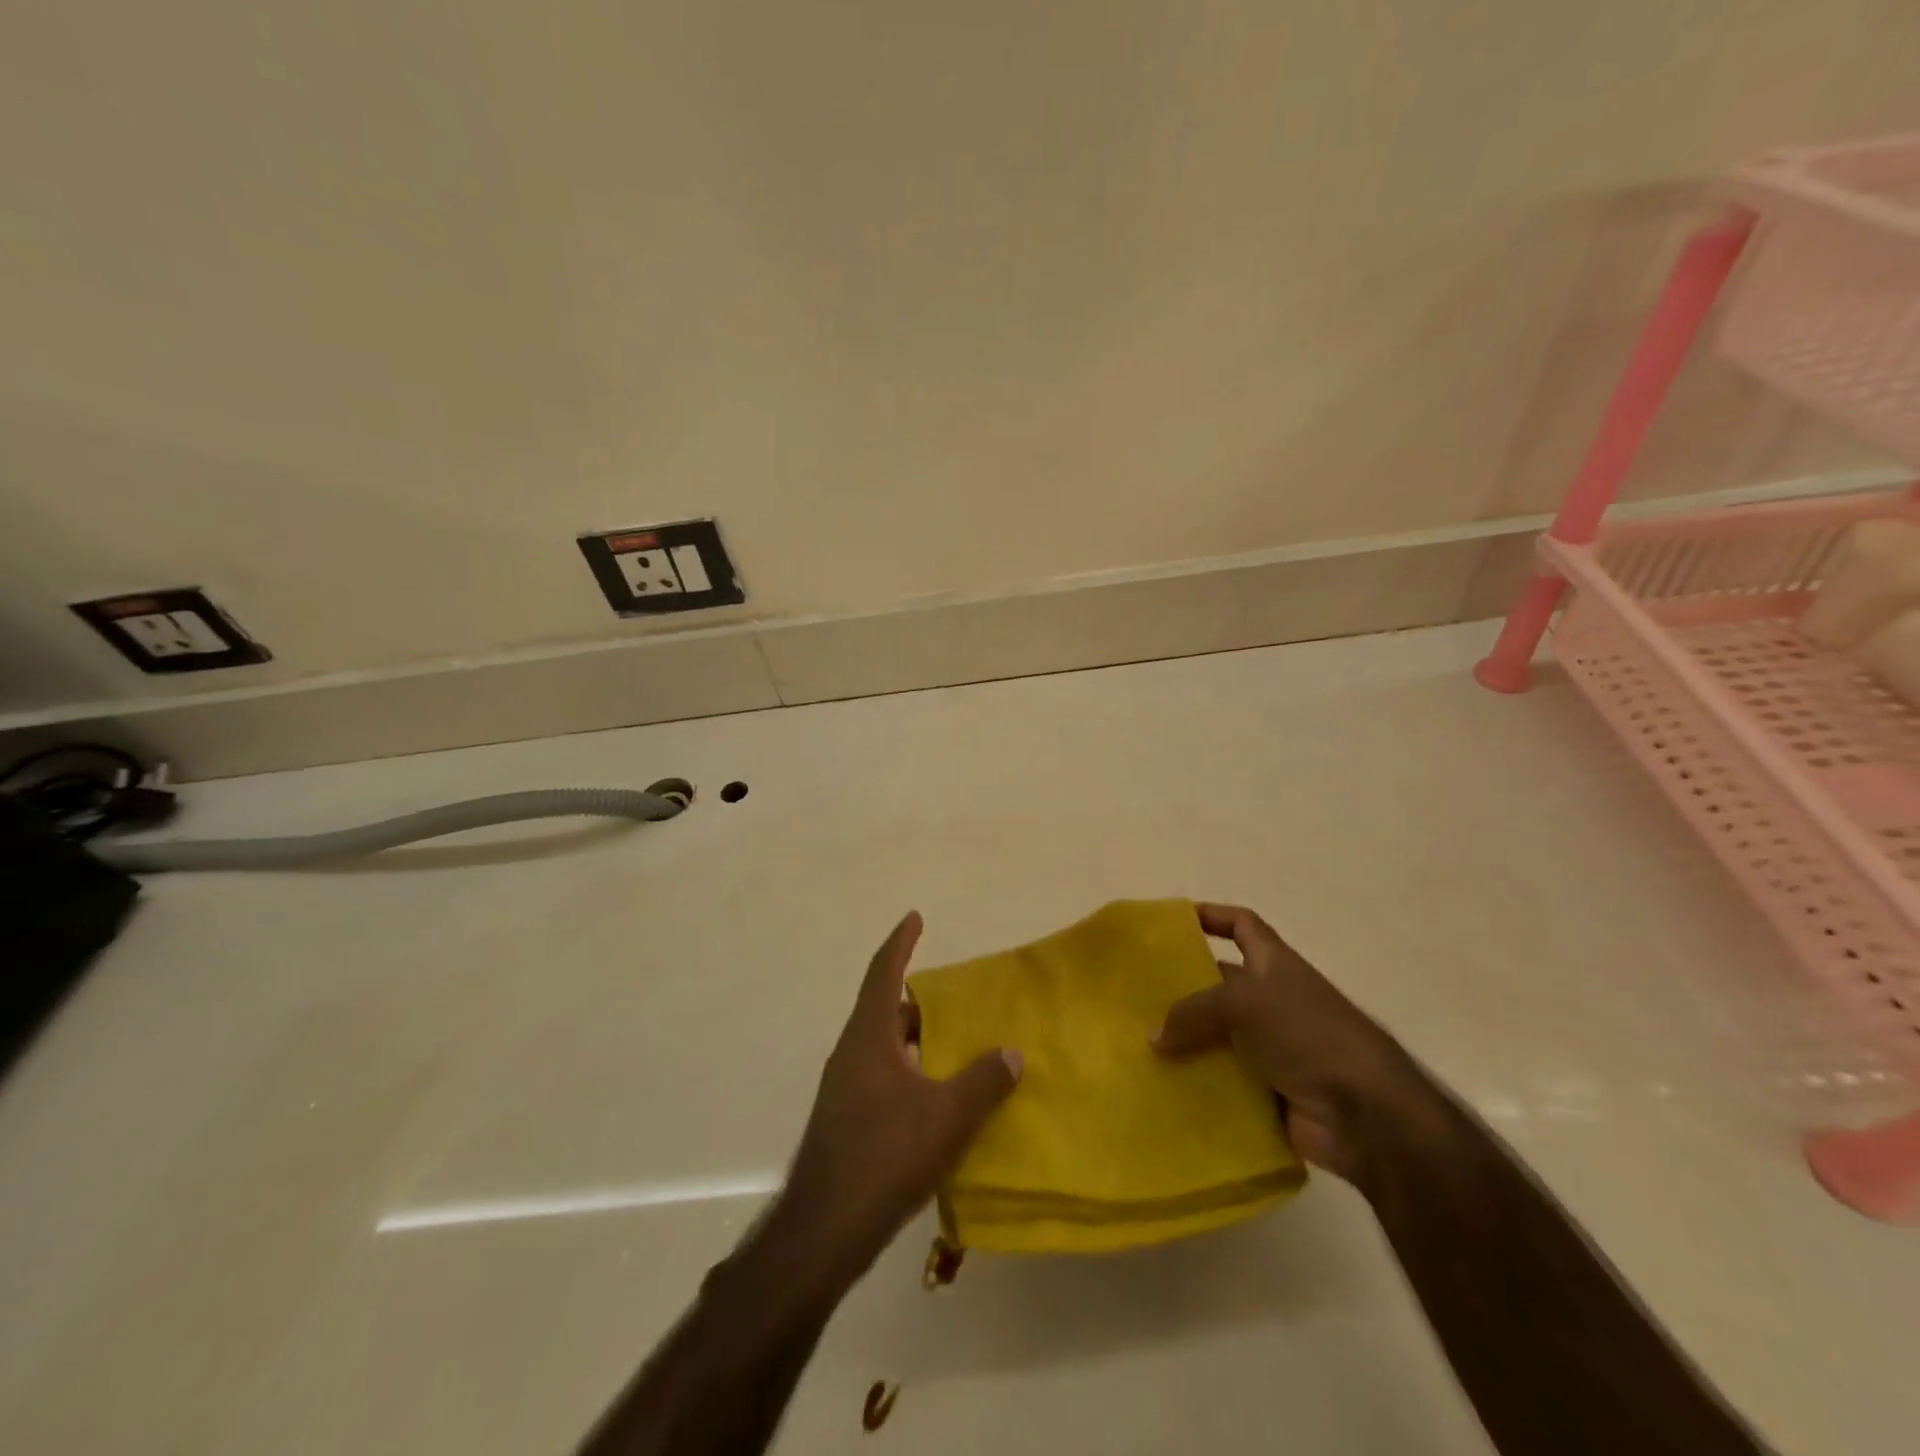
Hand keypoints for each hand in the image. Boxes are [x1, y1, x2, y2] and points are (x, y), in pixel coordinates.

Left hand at [768, 912, 1021, 1285]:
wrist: (824, 1230)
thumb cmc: (884, 1156)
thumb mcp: (946, 1116)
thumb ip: (983, 1081)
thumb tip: (1012, 1052)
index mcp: (868, 1037)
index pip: (884, 973)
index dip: (900, 943)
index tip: (915, 918)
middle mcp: (851, 1054)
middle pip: (885, 1011)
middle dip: (919, 1000)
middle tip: (956, 999)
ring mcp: (844, 1089)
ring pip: (884, 1048)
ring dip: (916, 1041)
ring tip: (954, 1046)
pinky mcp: (846, 1121)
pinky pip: (883, 1078)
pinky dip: (910, 1073)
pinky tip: (935, 1099)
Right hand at [1151, 903, 1431, 1187]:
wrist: (1366, 1114)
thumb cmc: (1307, 1033)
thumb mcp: (1243, 1003)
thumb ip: (1193, 1012)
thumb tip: (1153, 1037)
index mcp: (1274, 964)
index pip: (1241, 924)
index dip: (1211, 916)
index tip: (1173, 923)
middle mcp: (1273, 1000)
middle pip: (1219, 984)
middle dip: (1182, 989)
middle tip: (1136, 997)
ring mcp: (1272, 1048)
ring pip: (1216, 1037)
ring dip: (1184, 1043)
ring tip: (1138, 1046)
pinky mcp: (1268, 1092)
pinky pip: (1223, 1082)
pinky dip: (1198, 1085)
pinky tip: (1162, 1089)